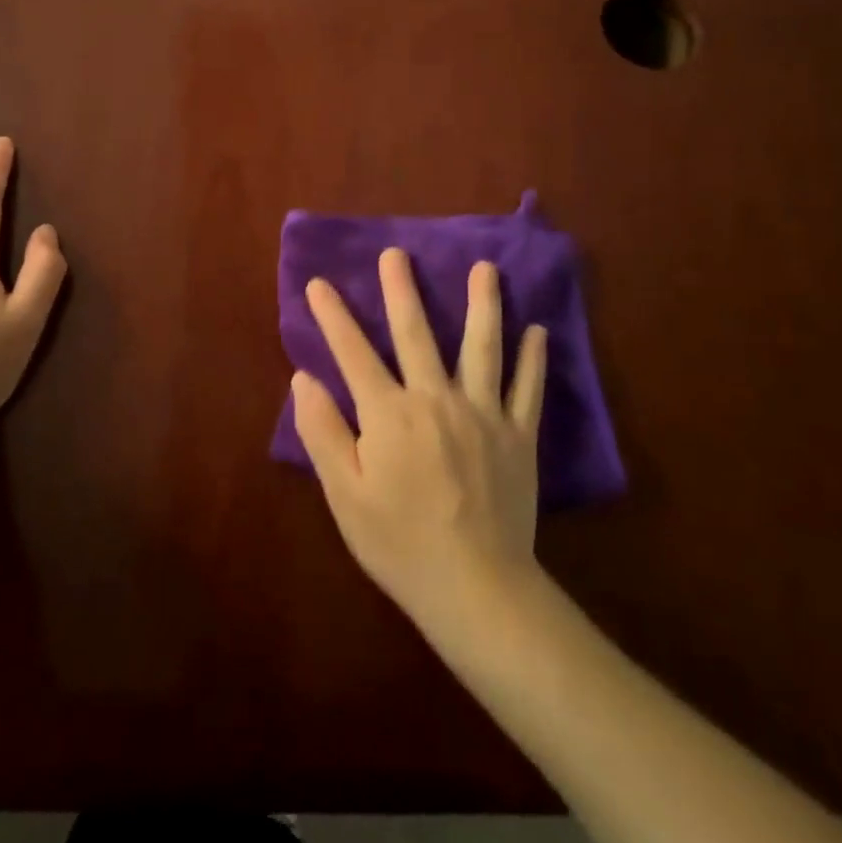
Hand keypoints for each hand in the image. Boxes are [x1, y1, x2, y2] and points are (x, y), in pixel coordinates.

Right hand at [293, 249, 546, 624]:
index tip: (318, 283)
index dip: (332, 316)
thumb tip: (304, 377)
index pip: (353, 353)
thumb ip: (322, 431)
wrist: (477, 589)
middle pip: (416, 334)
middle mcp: (435, 399)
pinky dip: (532, 359)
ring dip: (483, 304)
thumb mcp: (345, 495)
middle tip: (397, 253)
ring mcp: (482, 414)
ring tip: (485, 268)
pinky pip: (527, 389)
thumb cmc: (399, 543)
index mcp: (388, 414)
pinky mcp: (518, 436)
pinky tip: (537, 331)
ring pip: (482, 348)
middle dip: (402, 290)